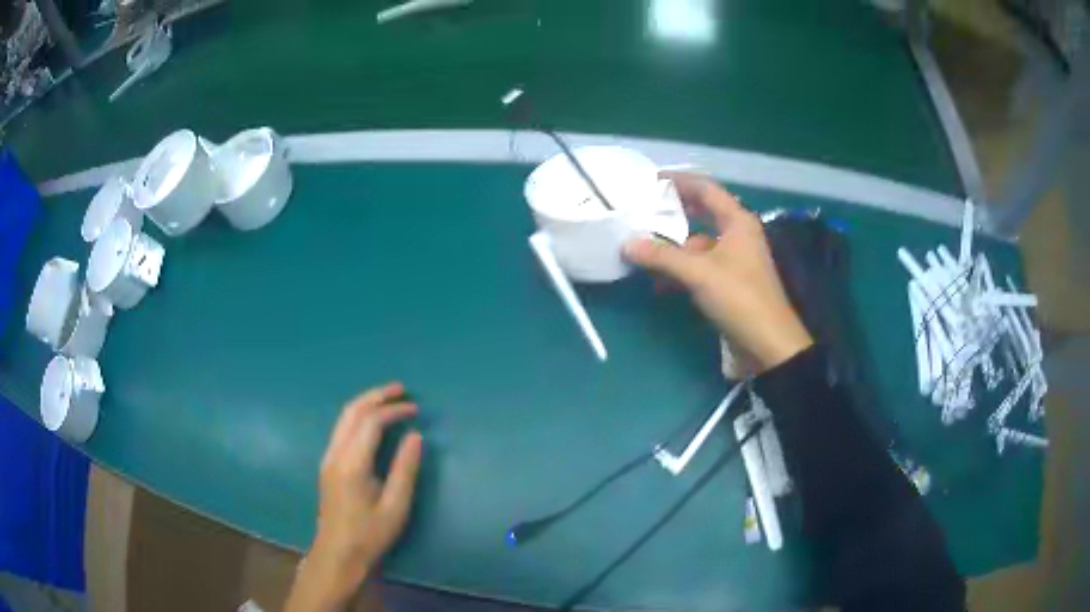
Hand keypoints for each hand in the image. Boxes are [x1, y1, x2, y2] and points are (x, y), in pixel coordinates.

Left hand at [286, 382, 422, 611]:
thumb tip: (415, 436)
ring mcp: (327, 458)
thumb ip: (405, 469)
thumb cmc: (369, 534)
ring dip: (365, 403)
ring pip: (343, 418)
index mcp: (352, 463)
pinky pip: (341, 429)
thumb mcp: (395, 507)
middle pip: (352, 412)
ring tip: (388, 398)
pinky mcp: (327, 465)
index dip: (394, 410)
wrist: (337, 553)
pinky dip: (358, 416)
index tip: (416, 409)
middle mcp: (335, 454)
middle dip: (376, 396)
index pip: (371, 423)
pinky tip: (371, 421)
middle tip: (401, 389)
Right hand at [625, 174, 812, 370]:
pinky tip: (658, 278)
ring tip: (642, 244)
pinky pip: (701, 264)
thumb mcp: (699, 273)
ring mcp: (734, 258)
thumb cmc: (739, 298)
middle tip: (642, 208)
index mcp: (737, 221)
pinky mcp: (729, 281)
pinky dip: (681, 267)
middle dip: (673, 211)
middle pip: (702, 212)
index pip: (705, 188)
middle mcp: (737, 234)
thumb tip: (626, 243)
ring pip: (699, 241)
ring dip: (673, 243)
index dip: (678, 181)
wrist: (768, 343)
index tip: (649, 181)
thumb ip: (662, 256)